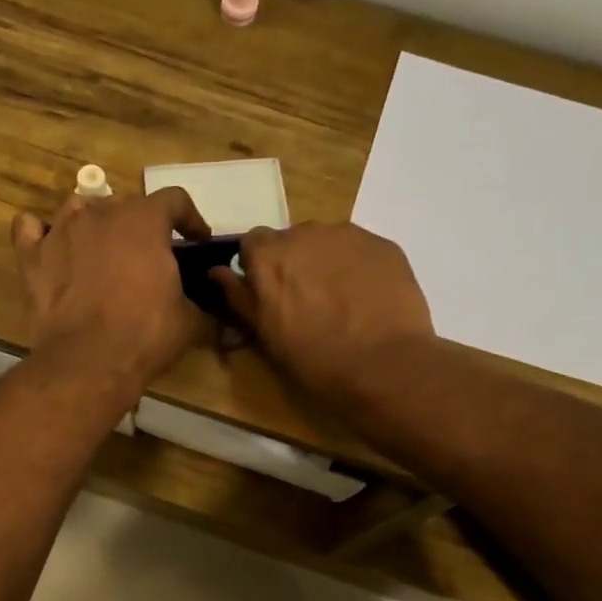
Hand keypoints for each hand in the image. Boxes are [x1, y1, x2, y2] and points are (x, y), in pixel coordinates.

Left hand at [12, 188, 212, 400]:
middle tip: (149, 254)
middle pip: (124, 203)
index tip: (196, 239)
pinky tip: (50, 246)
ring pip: (77, 208)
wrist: (87, 362)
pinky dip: (40, 233)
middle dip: (140, 224)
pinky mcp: (32, 257)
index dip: (190, 218)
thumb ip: (201, 305)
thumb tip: (217, 314)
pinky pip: (29, 229)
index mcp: (144, 220)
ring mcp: (61, 232)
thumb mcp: (189, 321)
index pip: (174, 200)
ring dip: (93, 222)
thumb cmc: (145, 335)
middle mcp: (100, 214)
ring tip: (101, 248)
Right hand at [212, 222, 434, 404]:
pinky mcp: (383, 245)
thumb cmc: (315, 359)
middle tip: (307, 300)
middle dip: (294, 263)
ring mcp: (348, 236)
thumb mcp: (266, 334)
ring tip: (341, 300)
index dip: (259, 267)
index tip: (269, 292)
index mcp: (269, 256)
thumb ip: (239, 297)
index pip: (252, 243)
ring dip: (326, 262)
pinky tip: (367, 298)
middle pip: (292, 240)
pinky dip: (358, 267)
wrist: (385, 367)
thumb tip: (217, 272)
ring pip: (327, 242)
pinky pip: (360, 250)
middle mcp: (305, 234)